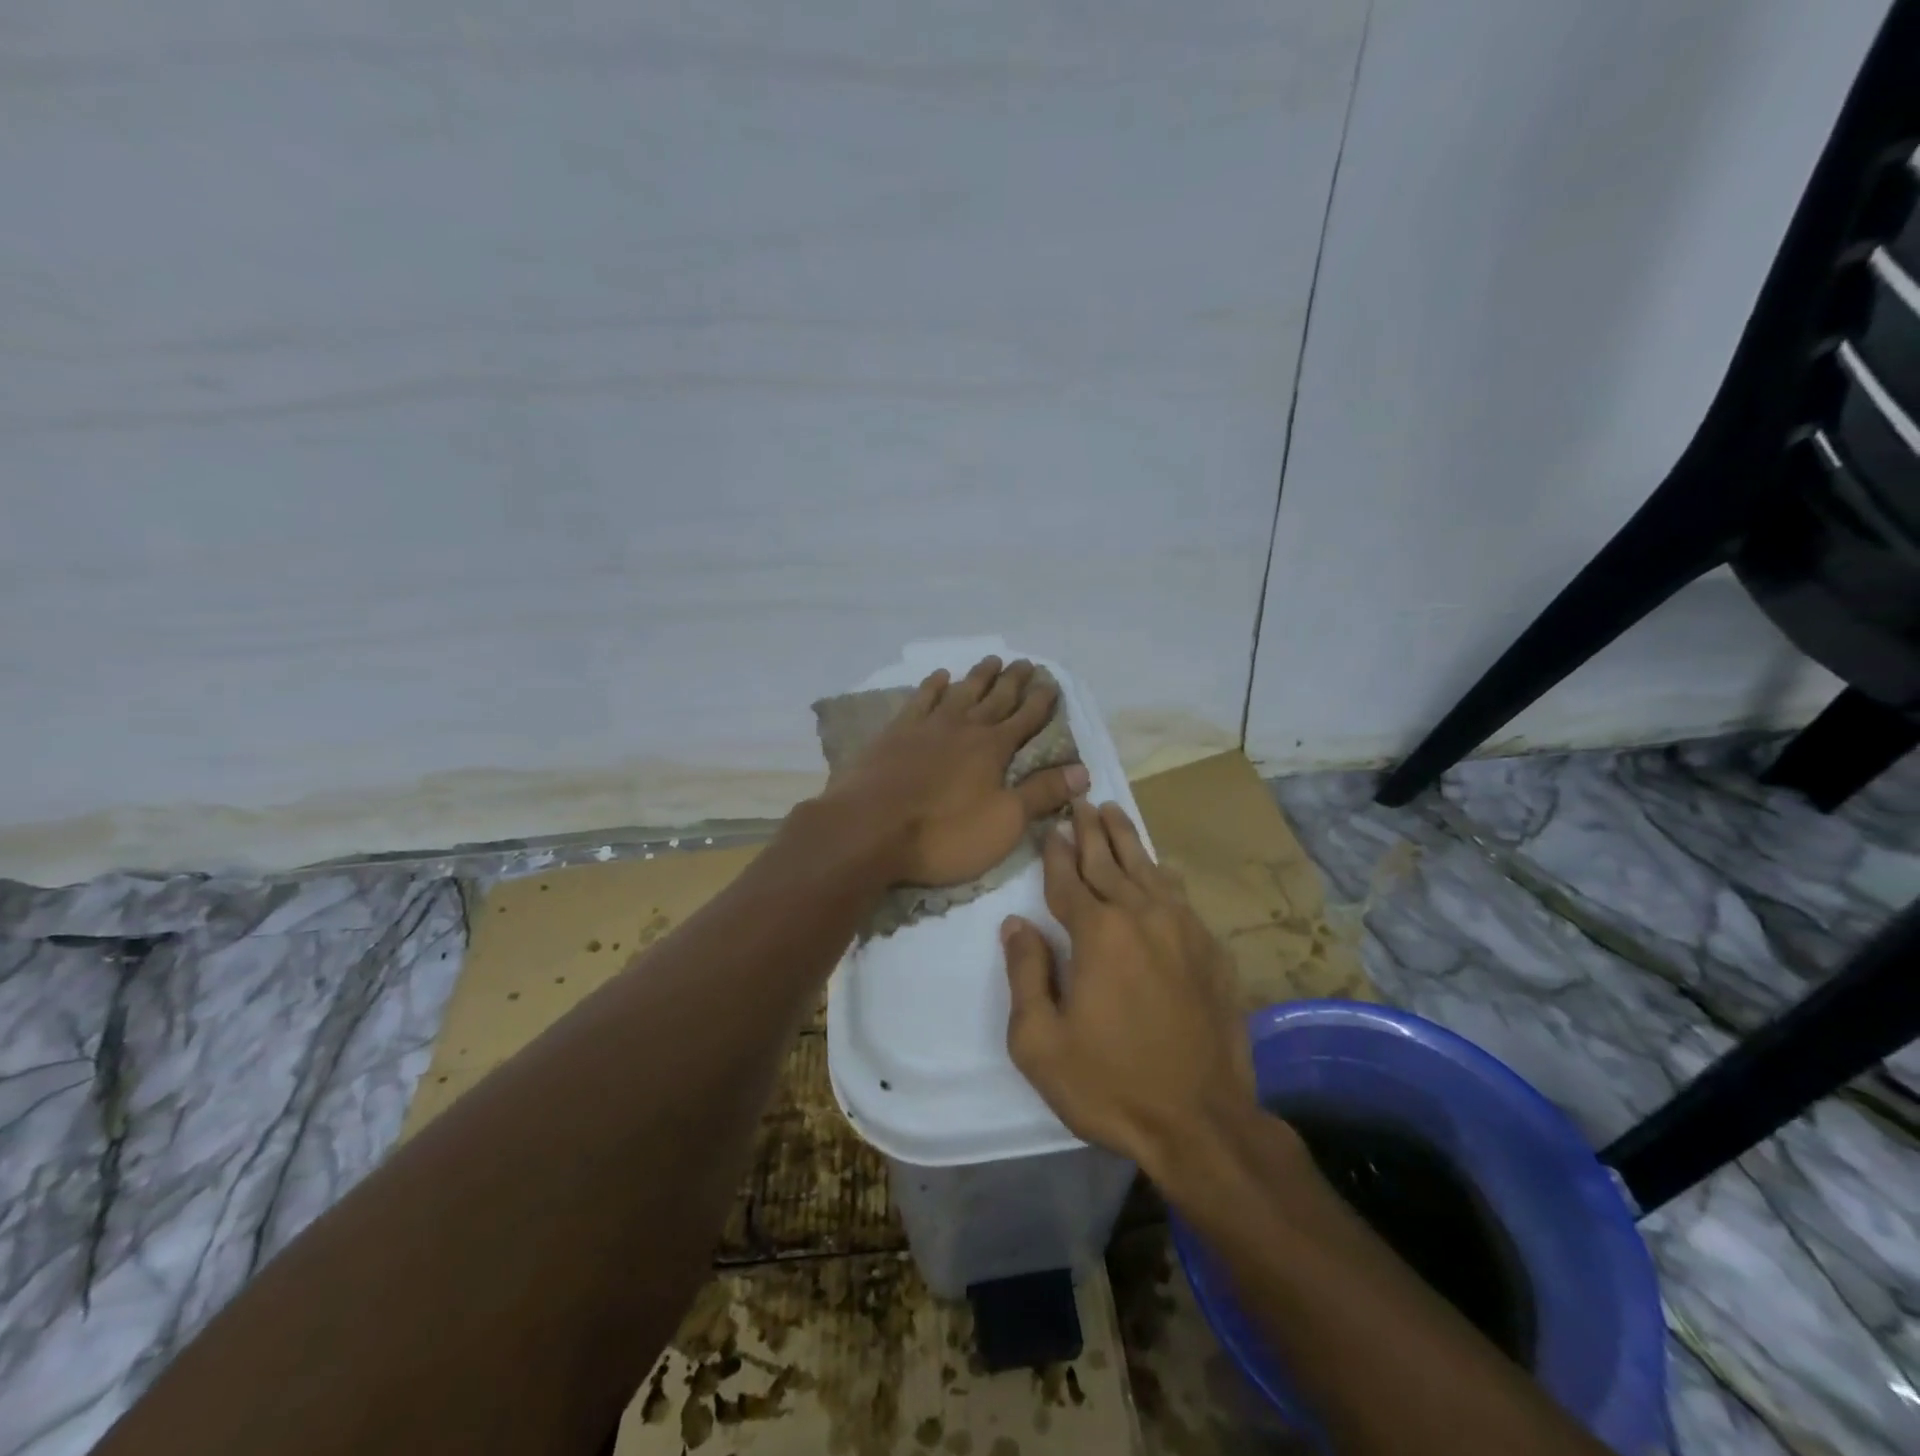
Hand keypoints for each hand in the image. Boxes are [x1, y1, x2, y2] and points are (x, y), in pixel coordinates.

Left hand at [823, 657, 1088, 886]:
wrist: (869, 829)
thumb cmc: (944, 834)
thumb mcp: (1004, 822)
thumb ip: (1042, 794)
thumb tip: (1083, 771)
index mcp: (993, 749)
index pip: (1026, 719)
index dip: (1041, 701)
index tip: (1052, 683)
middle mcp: (964, 728)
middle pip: (995, 698)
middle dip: (1014, 681)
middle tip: (1026, 662)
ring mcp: (927, 726)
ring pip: (960, 692)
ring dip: (978, 677)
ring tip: (992, 660)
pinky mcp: (895, 733)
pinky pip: (920, 700)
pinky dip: (932, 686)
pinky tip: (940, 676)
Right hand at [1001, 800, 1255, 1179]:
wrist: (1201, 1122)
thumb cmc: (1109, 1084)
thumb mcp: (1040, 1041)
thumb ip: (1026, 973)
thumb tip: (1016, 924)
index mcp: (1098, 933)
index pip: (1069, 879)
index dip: (1056, 853)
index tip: (1051, 828)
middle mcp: (1141, 917)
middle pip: (1109, 861)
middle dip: (1090, 829)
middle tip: (1080, 799)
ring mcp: (1182, 930)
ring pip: (1148, 869)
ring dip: (1127, 839)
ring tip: (1113, 811)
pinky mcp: (1210, 951)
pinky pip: (1180, 896)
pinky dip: (1162, 874)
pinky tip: (1158, 867)